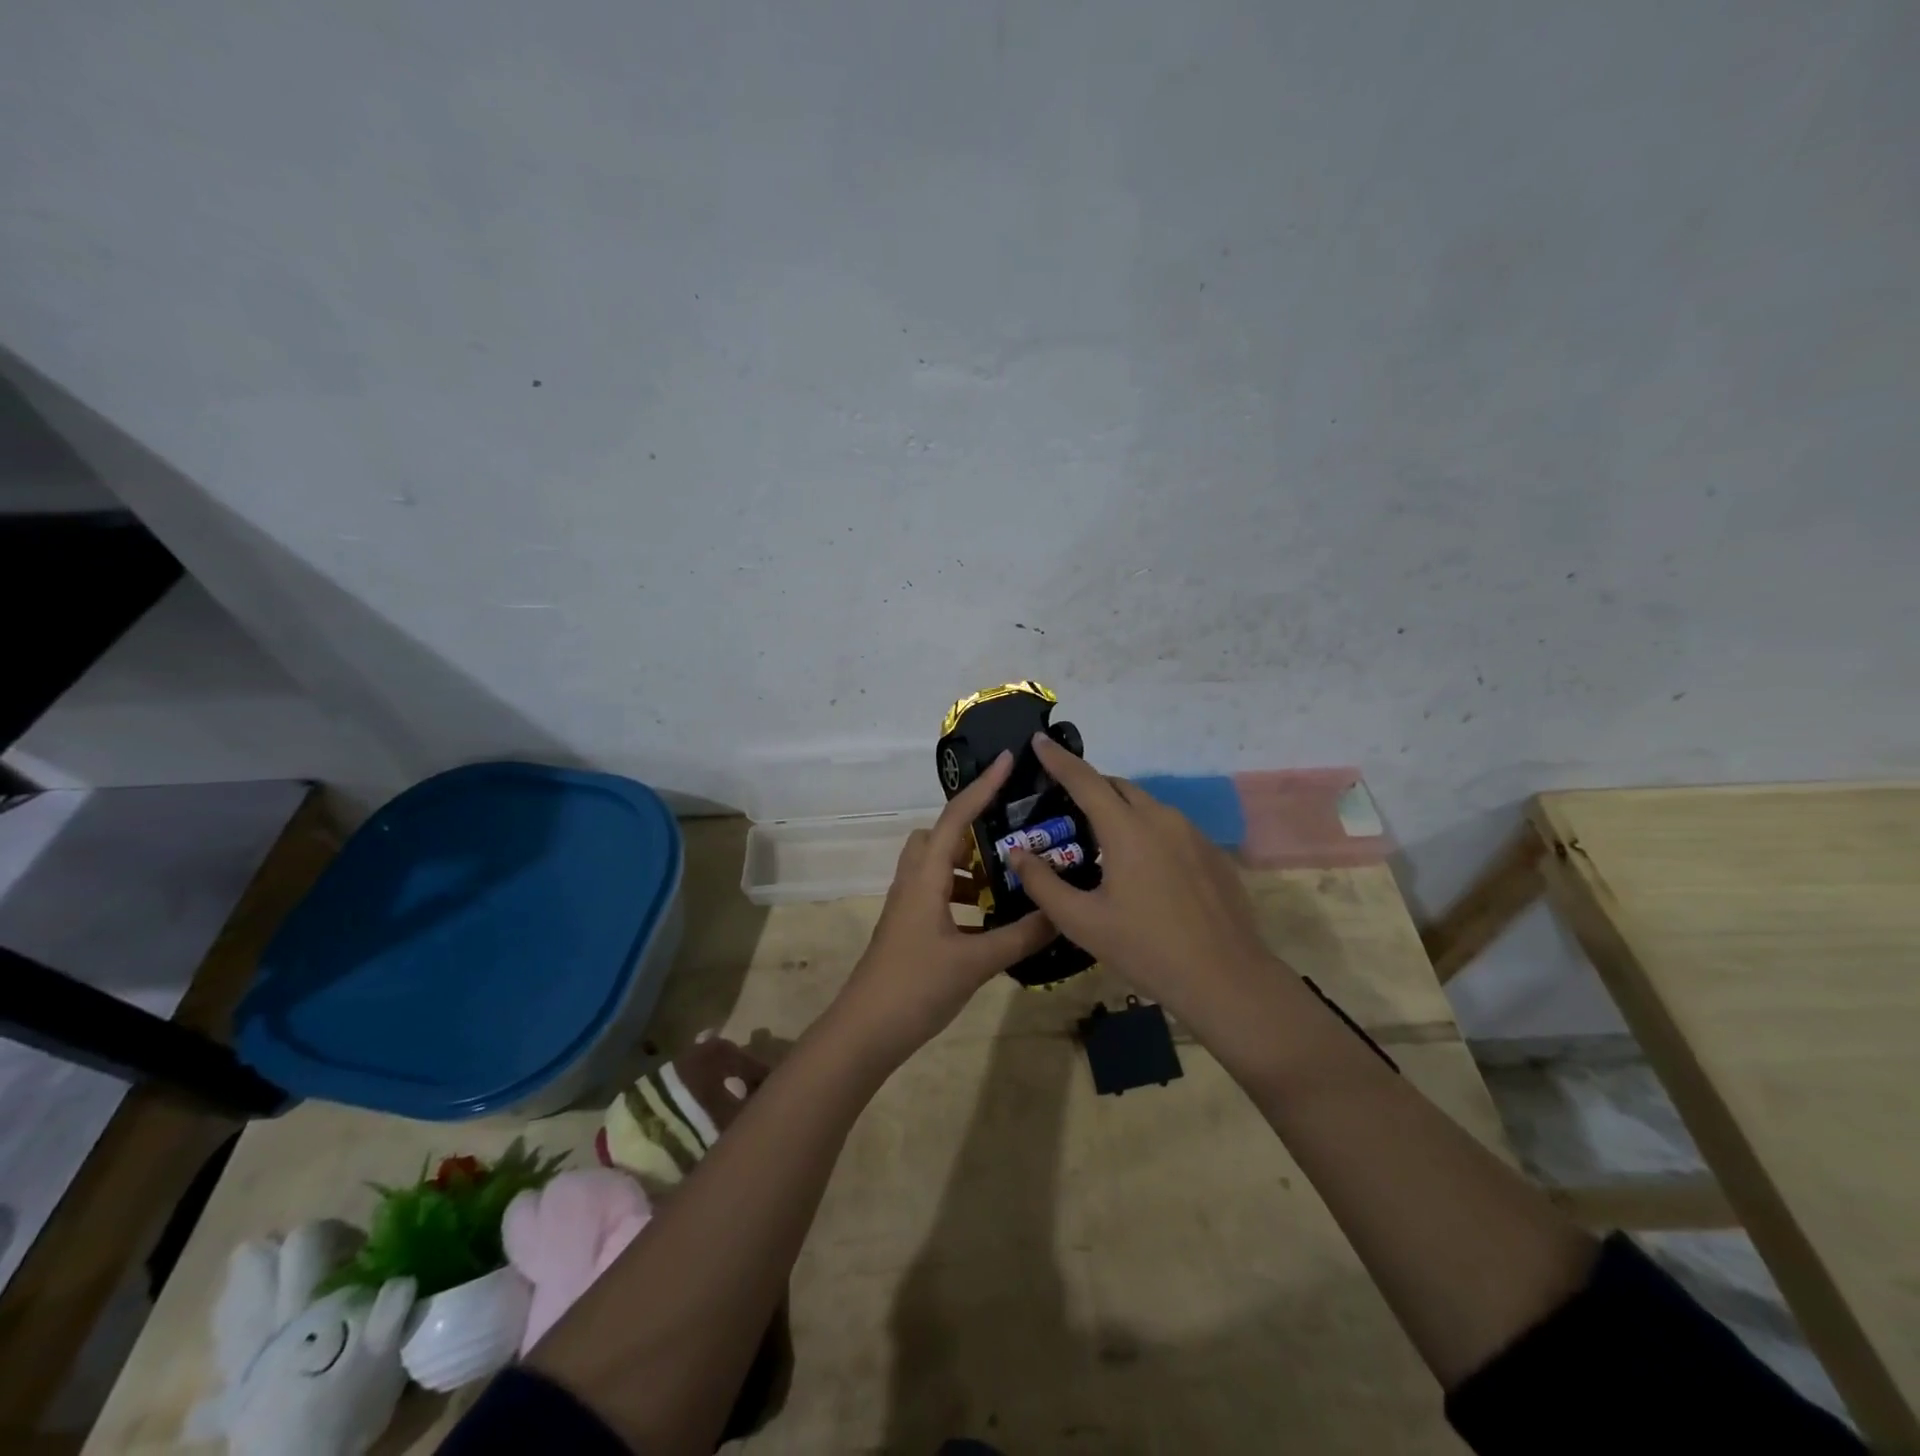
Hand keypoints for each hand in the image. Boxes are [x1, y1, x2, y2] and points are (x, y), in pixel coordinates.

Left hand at [830, 750, 1055, 1064]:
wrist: (866, 1031)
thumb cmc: (916, 986)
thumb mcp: (976, 962)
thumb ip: (1020, 936)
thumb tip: (1061, 913)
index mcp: (926, 877)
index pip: (956, 818)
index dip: (982, 786)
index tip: (1009, 760)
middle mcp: (914, 881)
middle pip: (940, 835)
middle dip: (973, 827)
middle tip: (1012, 835)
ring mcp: (908, 905)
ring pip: (938, 865)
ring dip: (970, 865)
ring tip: (1009, 879)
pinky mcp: (910, 926)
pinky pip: (938, 892)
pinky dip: (963, 894)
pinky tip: (991, 919)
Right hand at [1008, 734, 1297, 1036]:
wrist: (1226, 978)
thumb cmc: (1146, 948)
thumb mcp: (1082, 922)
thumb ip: (1043, 884)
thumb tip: (1018, 854)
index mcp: (1127, 829)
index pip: (1085, 780)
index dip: (1059, 759)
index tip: (1039, 740)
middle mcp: (1161, 819)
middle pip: (1118, 788)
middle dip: (1089, 788)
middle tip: (1066, 810)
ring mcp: (1192, 834)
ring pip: (1147, 807)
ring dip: (1120, 812)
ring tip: (1102, 845)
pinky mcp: (1212, 853)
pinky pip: (1170, 828)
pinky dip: (1147, 832)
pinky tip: (1143, 871)